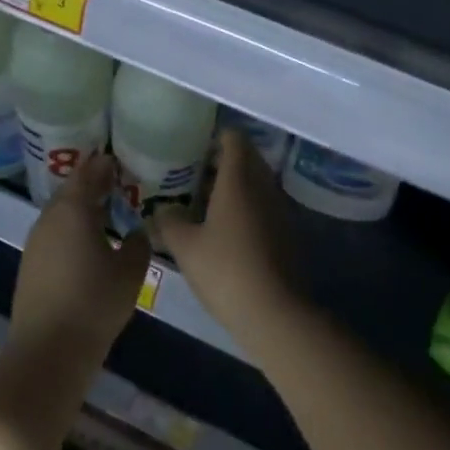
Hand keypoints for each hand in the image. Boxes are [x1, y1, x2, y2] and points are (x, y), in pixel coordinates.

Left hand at [8, 153, 149, 369]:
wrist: (48, 350)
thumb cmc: (94, 303)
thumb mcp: (130, 271)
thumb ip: (138, 243)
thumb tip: (135, 231)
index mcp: (73, 209)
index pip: (89, 173)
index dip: (104, 165)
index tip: (119, 160)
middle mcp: (50, 218)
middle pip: (71, 190)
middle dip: (92, 184)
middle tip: (116, 183)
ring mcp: (36, 242)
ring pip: (60, 213)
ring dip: (80, 208)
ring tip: (105, 211)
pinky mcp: (30, 265)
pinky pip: (54, 233)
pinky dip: (71, 228)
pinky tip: (87, 242)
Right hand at [152, 130, 299, 333]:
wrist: (274, 312)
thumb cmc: (225, 270)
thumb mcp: (185, 246)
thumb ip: (169, 221)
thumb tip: (162, 209)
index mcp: (239, 179)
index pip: (234, 139)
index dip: (215, 137)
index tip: (194, 146)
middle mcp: (264, 186)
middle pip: (247, 158)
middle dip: (223, 161)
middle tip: (194, 174)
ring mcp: (280, 209)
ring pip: (257, 183)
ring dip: (236, 185)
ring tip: (206, 202)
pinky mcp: (287, 233)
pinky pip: (265, 205)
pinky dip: (247, 207)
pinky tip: (227, 229)